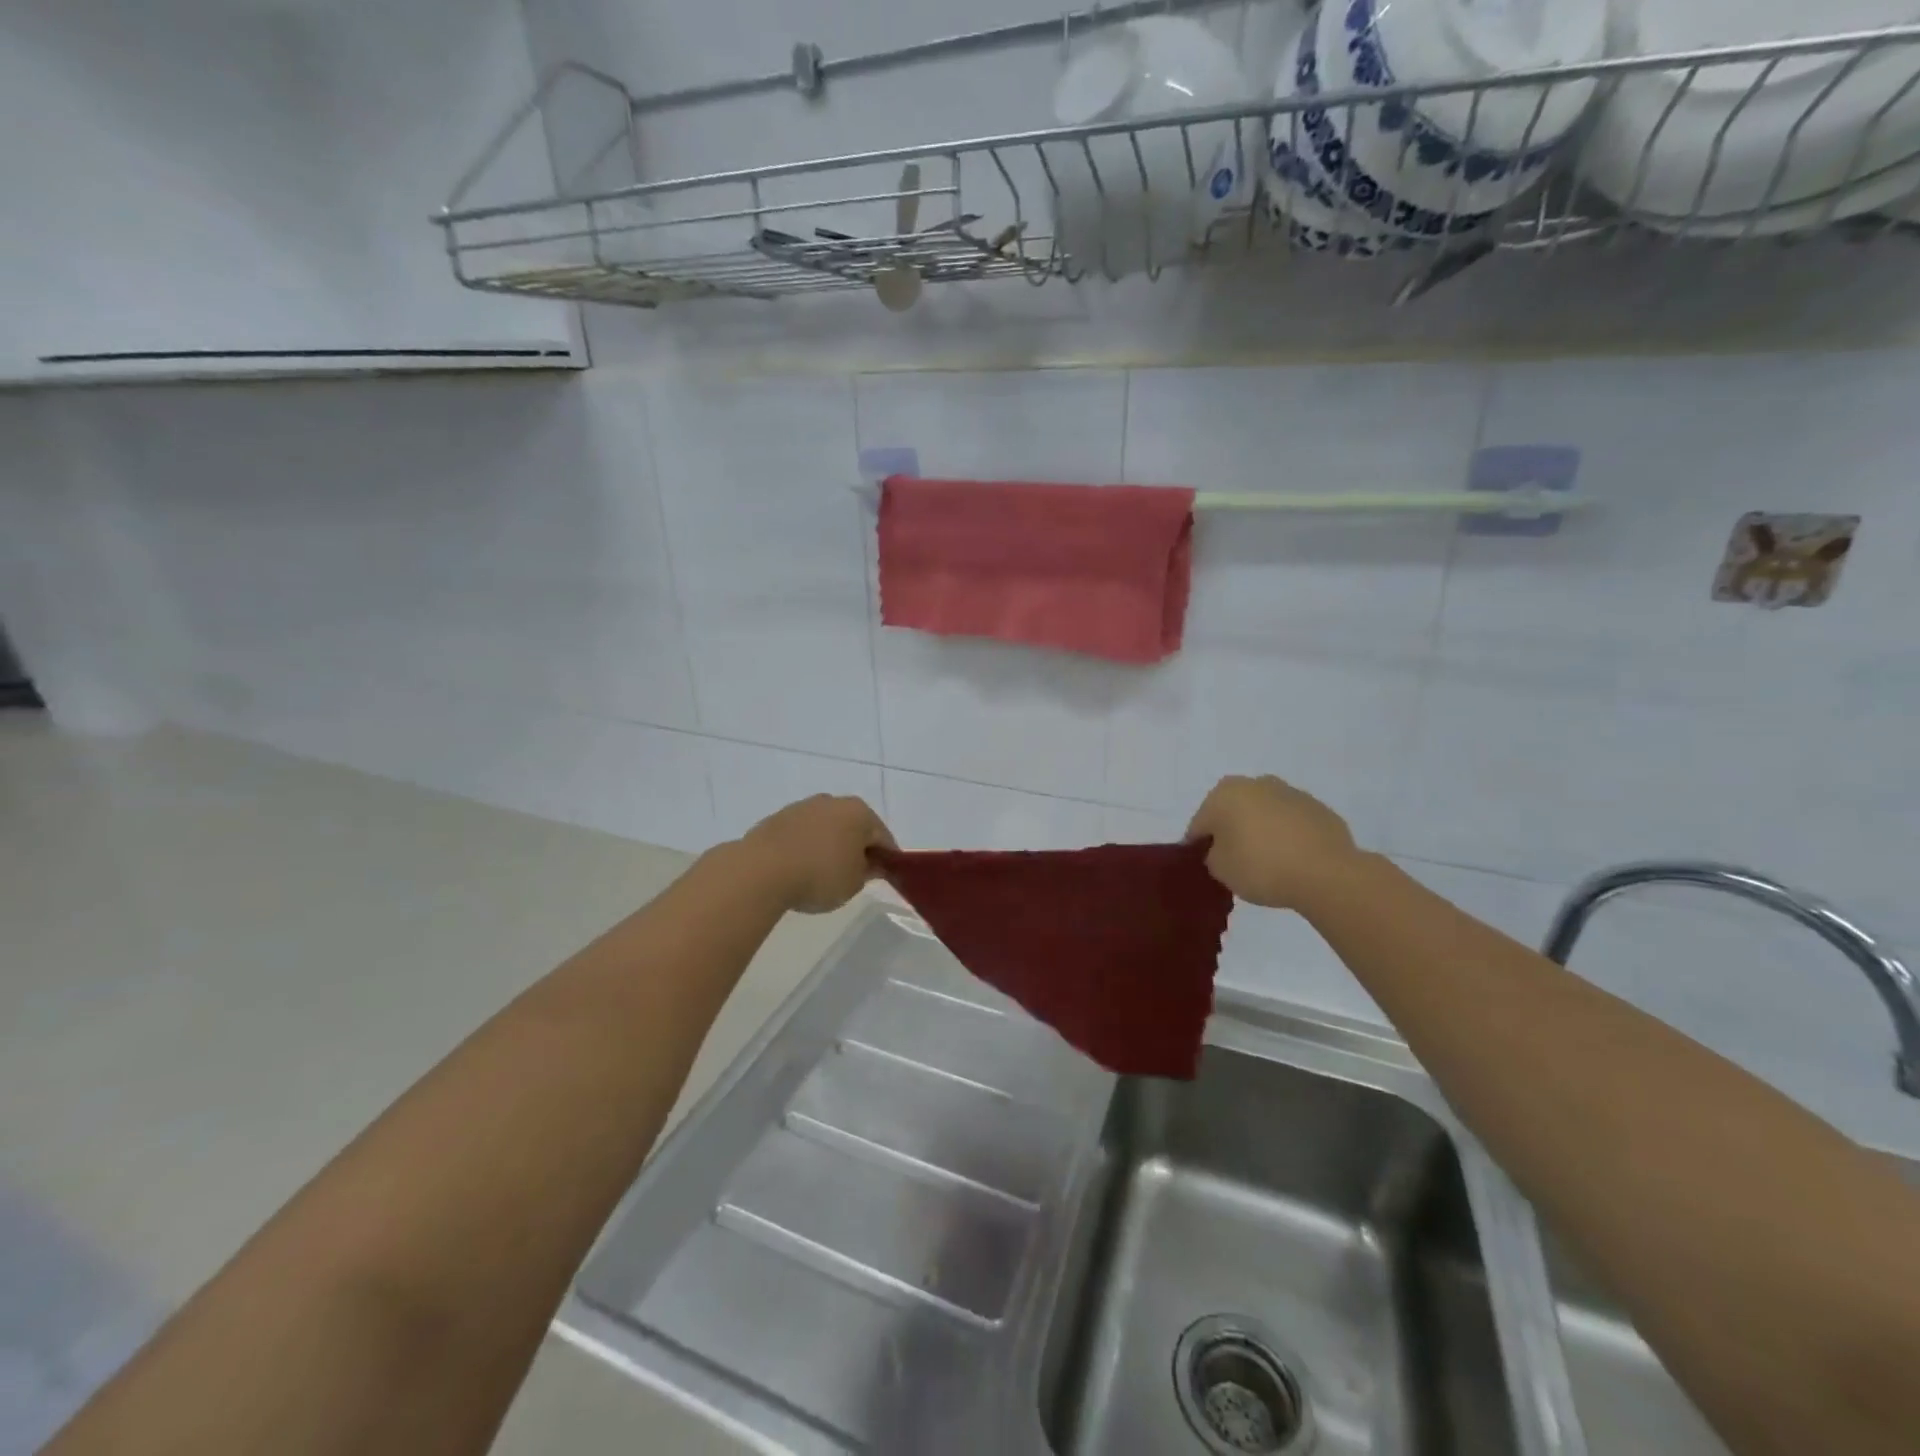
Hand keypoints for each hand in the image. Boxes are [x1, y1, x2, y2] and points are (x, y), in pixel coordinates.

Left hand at [739, 795, 896, 914]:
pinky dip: (805, 848)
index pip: (883, 837)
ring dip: (829, 846)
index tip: (884, 877)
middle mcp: (832, 801)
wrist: (761, 870)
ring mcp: (802, 807)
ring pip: (825, 828)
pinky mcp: (776, 819)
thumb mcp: (854, 883)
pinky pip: (801, 835)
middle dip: (856, 848)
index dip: (887, 859)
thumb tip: (870, 864)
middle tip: (854, 875)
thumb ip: (868, 872)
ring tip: (822, 874)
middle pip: (853, 827)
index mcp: (859, 812)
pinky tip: (799, 869)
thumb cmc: (819, 875)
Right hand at [1185, 774, 1361, 910]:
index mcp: (1224, 794)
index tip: (1207, 865)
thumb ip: (1212, 855)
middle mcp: (1255, 784)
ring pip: (1263, 813)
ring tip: (1267, 862)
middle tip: (1235, 861)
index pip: (1200, 823)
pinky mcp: (1318, 808)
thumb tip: (1221, 849)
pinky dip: (1287, 835)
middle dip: (1231, 831)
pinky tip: (1292, 859)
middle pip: (1233, 811)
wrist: (1327, 873)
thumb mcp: (1220, 870)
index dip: (1200, 846)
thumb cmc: (1261, 867)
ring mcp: (1290, 793)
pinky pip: (1291, 822)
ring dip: (1260, 830)